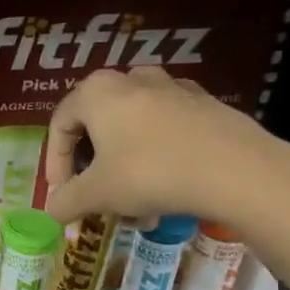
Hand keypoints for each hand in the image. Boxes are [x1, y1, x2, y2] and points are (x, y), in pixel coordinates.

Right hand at [44, 66, 289, 227]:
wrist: (237, 170)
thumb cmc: (151, 173)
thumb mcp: (98, 194)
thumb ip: (66, 201)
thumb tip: (52, 211)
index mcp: (97, 92)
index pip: (60, 124)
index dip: (55, 162)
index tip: (63, 193)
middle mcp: (132, 79)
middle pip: (98, 123)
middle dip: (93, 164)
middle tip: (96, 194)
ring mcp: (173, 87)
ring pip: (134, 127)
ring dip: (125, 162)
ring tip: (134, 199)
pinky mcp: (205, 104)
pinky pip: (167, 128)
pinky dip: (157, 154)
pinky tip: (168, 186)